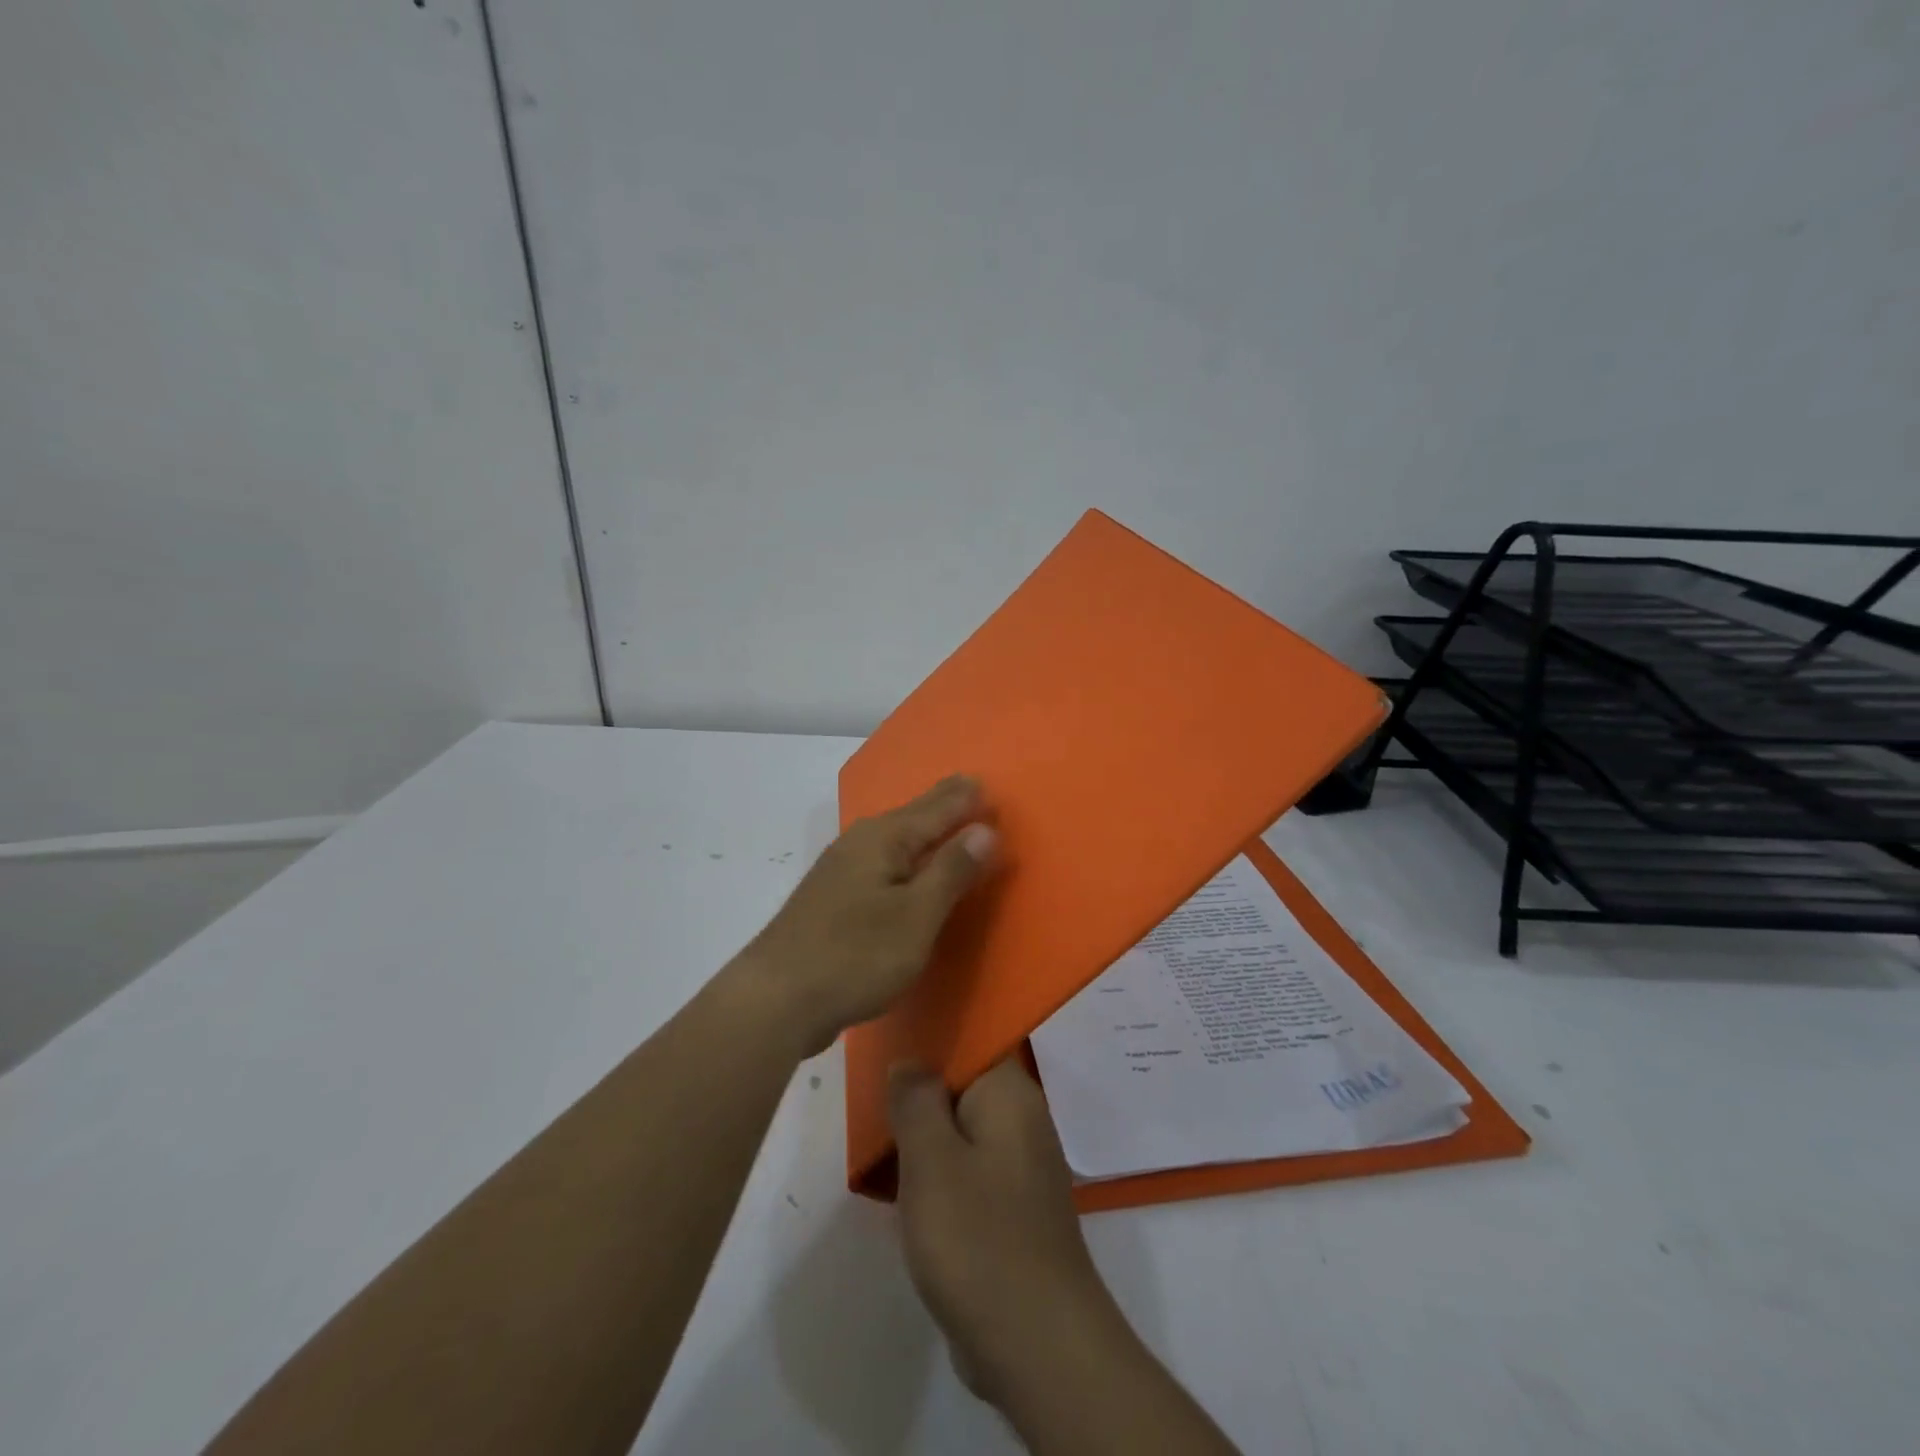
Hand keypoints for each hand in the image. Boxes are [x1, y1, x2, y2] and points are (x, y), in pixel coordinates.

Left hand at [739, 775, 996, 1055]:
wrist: (775, 999)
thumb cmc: (855, 955)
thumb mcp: (916, 916)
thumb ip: (951, 871)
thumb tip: (984, 829)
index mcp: (884, 838)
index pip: (937, 808)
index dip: (965, 798)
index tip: (987, 781)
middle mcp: (860, 842)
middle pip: (912, 816)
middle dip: (943, 804)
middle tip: (970, 786)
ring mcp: (841, 869)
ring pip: (894, 838)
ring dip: (923, 829)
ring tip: (945, 820)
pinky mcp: (833, 897)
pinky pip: (882, 861)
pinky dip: (905, 856)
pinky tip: (905, 866)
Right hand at [888, 1058, 1127, 1406]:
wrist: (1038, 1345)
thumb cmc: (980, 1239)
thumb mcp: (931, 1161)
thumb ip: (916, 1101)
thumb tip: (910, 1060)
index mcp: (1010, 1094)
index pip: (973, 1039)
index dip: (930, 1038)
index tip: (888, 1043)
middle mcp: (1022, 1120)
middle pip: (963, 1086)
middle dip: (919, 1094)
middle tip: (872, 1099)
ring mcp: (1020, 1168)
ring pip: (962, 1131)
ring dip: (924, 1137)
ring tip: (878, 1140)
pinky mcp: (1012, 1210)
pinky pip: (968, 1171)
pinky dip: (938, 1174)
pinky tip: (903, 1189)